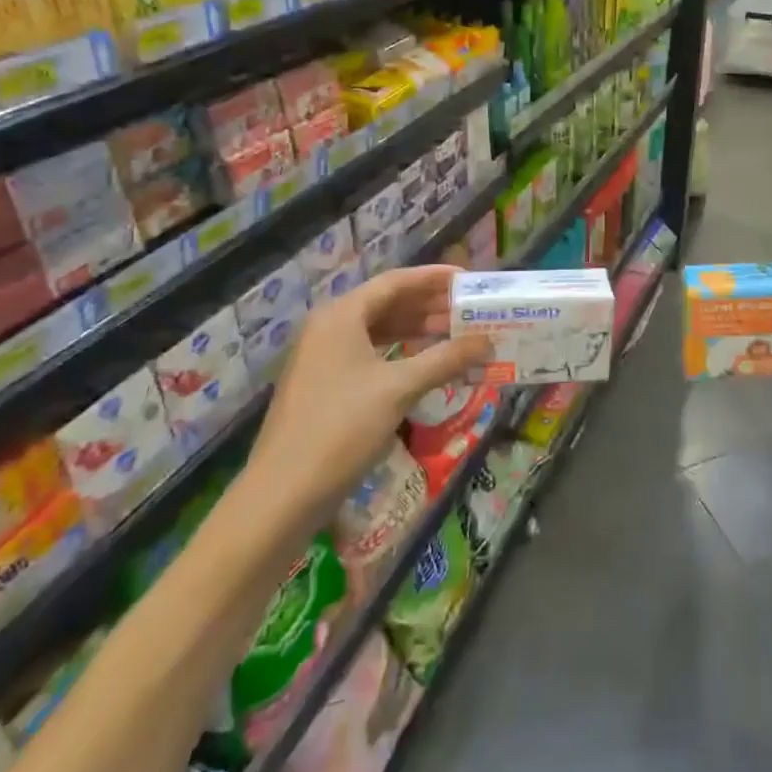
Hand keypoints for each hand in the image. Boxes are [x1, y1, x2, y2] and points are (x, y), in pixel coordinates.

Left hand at [249, 265, 490, 521]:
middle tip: (469, 310)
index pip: (395, 282)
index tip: (468, 279)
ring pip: (378, 331)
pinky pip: (370, 355)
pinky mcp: (325, 386)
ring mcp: (323, 358)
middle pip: (386, 304)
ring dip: (417, 331)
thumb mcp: (400, 388)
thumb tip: (487, 342)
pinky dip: (400, 354)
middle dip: (429, 306)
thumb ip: (446, 359)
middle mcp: (329, 328)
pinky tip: (425, 365)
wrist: (284, 493)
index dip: (433, 278)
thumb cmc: (342, 428)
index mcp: (341, 316)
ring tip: (456, 334)